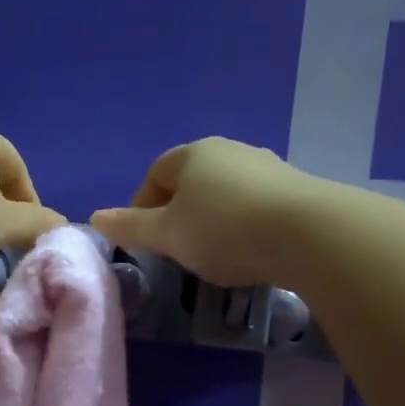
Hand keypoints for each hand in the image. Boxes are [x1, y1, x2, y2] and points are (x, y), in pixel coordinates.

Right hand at [91, 137, 315, 287]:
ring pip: (225, 193)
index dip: (143, 206)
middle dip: (179, 214)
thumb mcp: (168, 235)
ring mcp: (267, 166)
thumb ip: (130, 227)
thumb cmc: (223, 230)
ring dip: (213, 220)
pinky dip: (245, 225)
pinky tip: (251, 251)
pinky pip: (256, 205)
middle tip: (178, 249)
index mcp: (193, 154)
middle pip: (191, 182)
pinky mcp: (296, 188)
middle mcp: (230, 151)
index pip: (155, 174)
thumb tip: (95, 217)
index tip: (146, 240)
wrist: (309, 234)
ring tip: (216, 254)